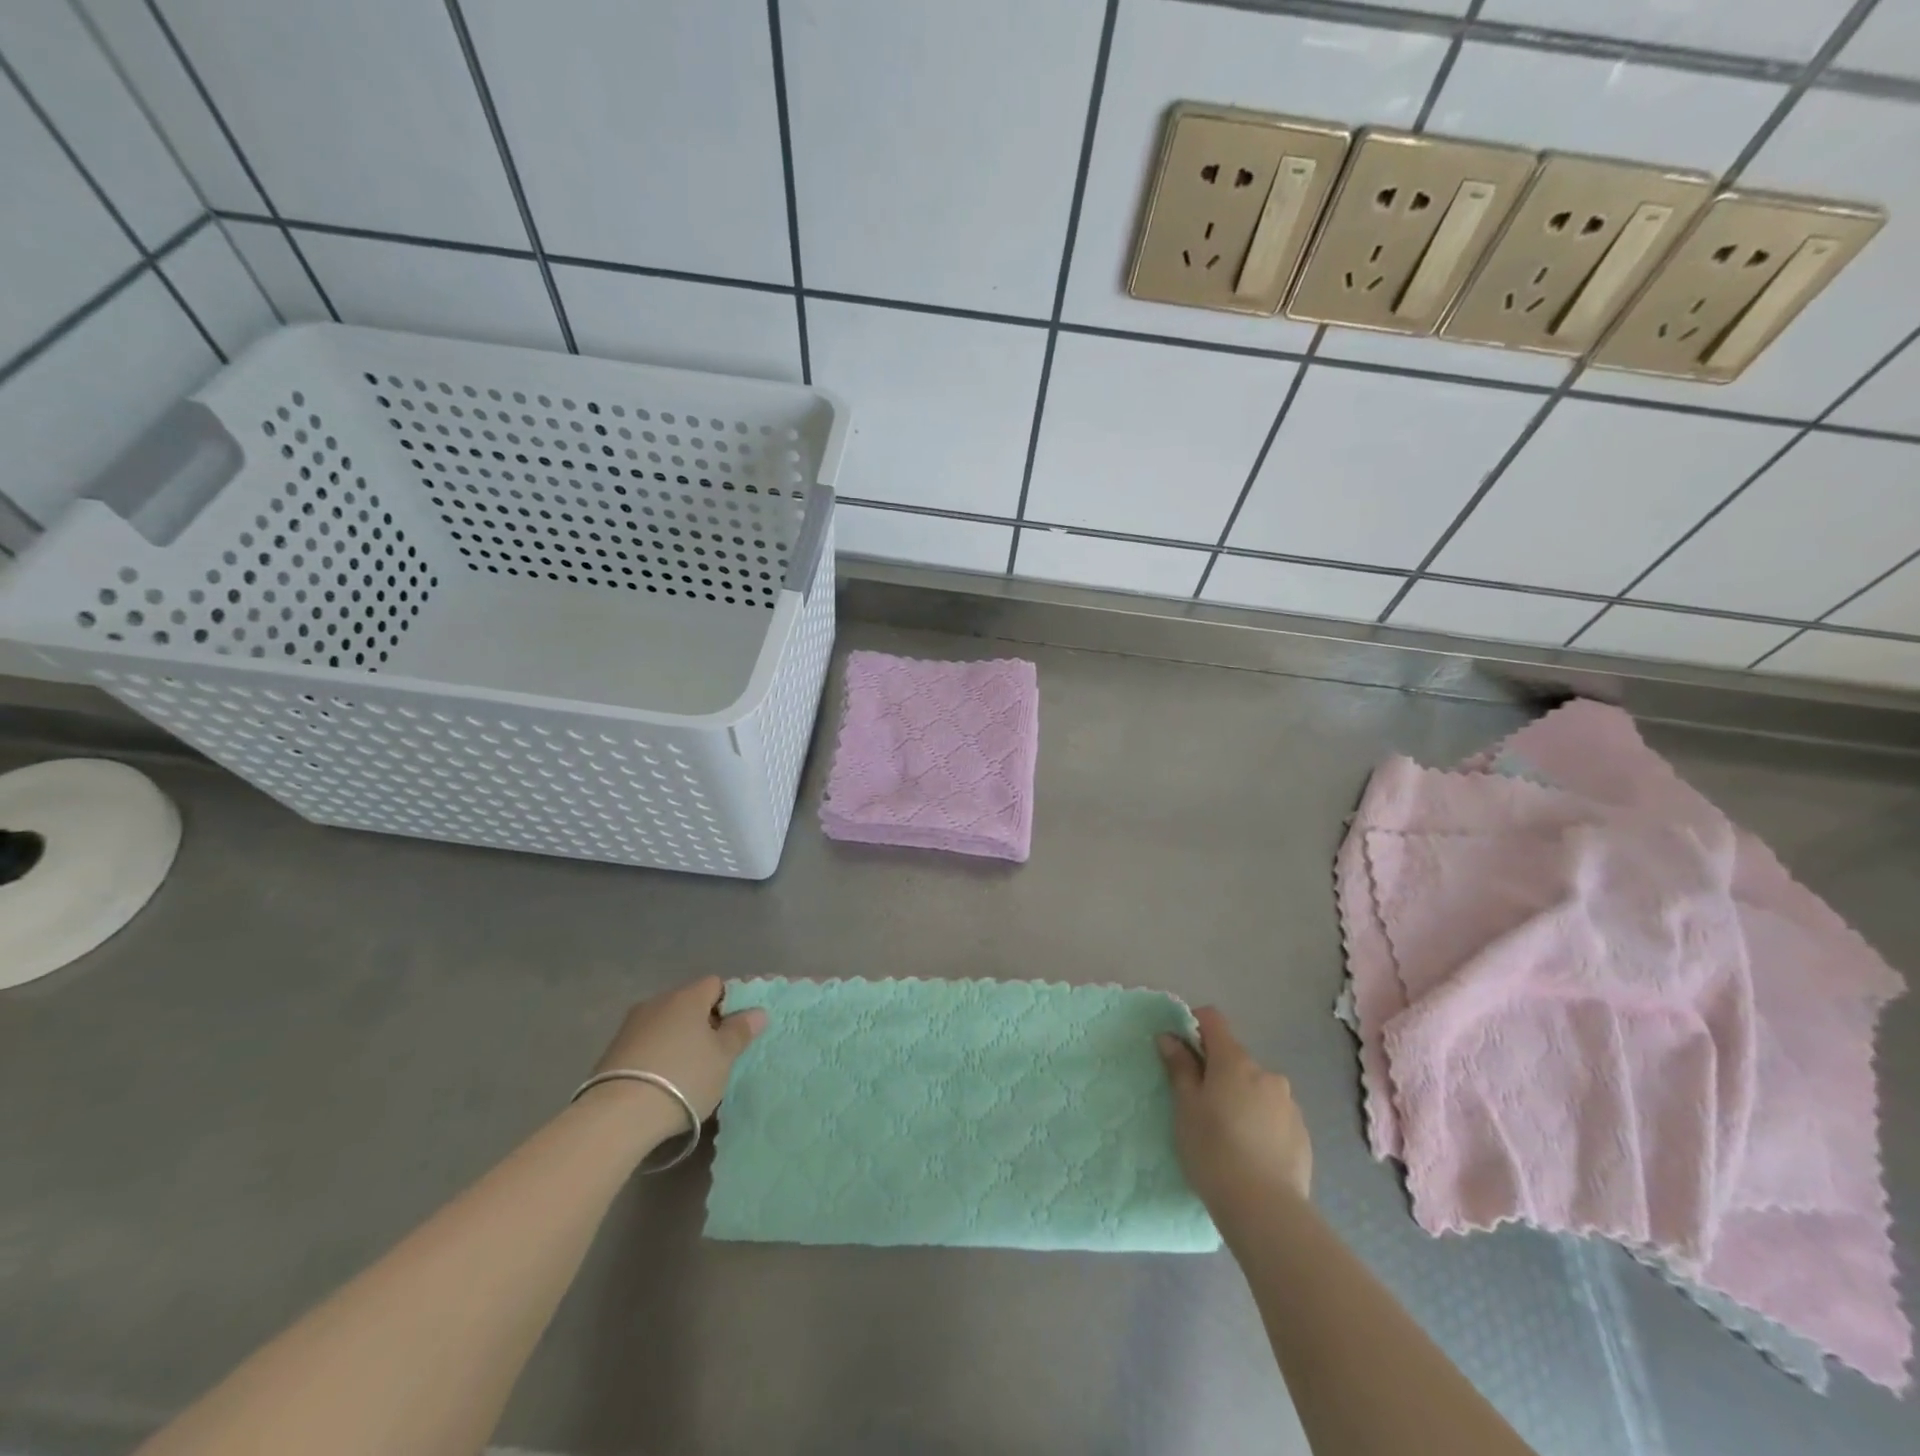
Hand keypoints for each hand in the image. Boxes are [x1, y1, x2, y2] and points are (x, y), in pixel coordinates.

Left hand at [588, 976, 767, 1122]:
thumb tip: (758, 1012)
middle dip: (703, 1023)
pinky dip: (657, 1055)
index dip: (729, 1003)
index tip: (734, 1032)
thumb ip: (740, 1031)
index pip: (716, 984)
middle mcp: (658, 1002)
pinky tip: (660, 1082)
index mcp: (688, 997)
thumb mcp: (723, 1057)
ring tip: (686, 1072)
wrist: (618, 1116)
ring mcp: (631, 1025)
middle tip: (715, 1055)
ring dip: (678, 1040)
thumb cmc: (684, 1077)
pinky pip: (646, 1044)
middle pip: (689, 1003)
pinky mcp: (612, 1051)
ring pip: (665, 1024)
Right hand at [1158, 1006, 1311, 1210]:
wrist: (1265, 1209)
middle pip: (1235, 1058)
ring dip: (1241, 1098)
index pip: (1213, 1020)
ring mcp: (1289, 1104)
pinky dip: (1260, 1122)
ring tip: (1229, 1136)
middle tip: (1200, 1106)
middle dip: (1217, 1071)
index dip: (1194, 1026)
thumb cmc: (1213, 1150)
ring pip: (1256, 1088)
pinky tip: (1252, 1153)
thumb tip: (1170, 1037)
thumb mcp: (1185, 1107)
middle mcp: (1266, 1074)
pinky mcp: (1303, 1134)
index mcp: (1235, 1061)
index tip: (1180, 1050)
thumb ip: (1179, 1067)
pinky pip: (1274, 1115)